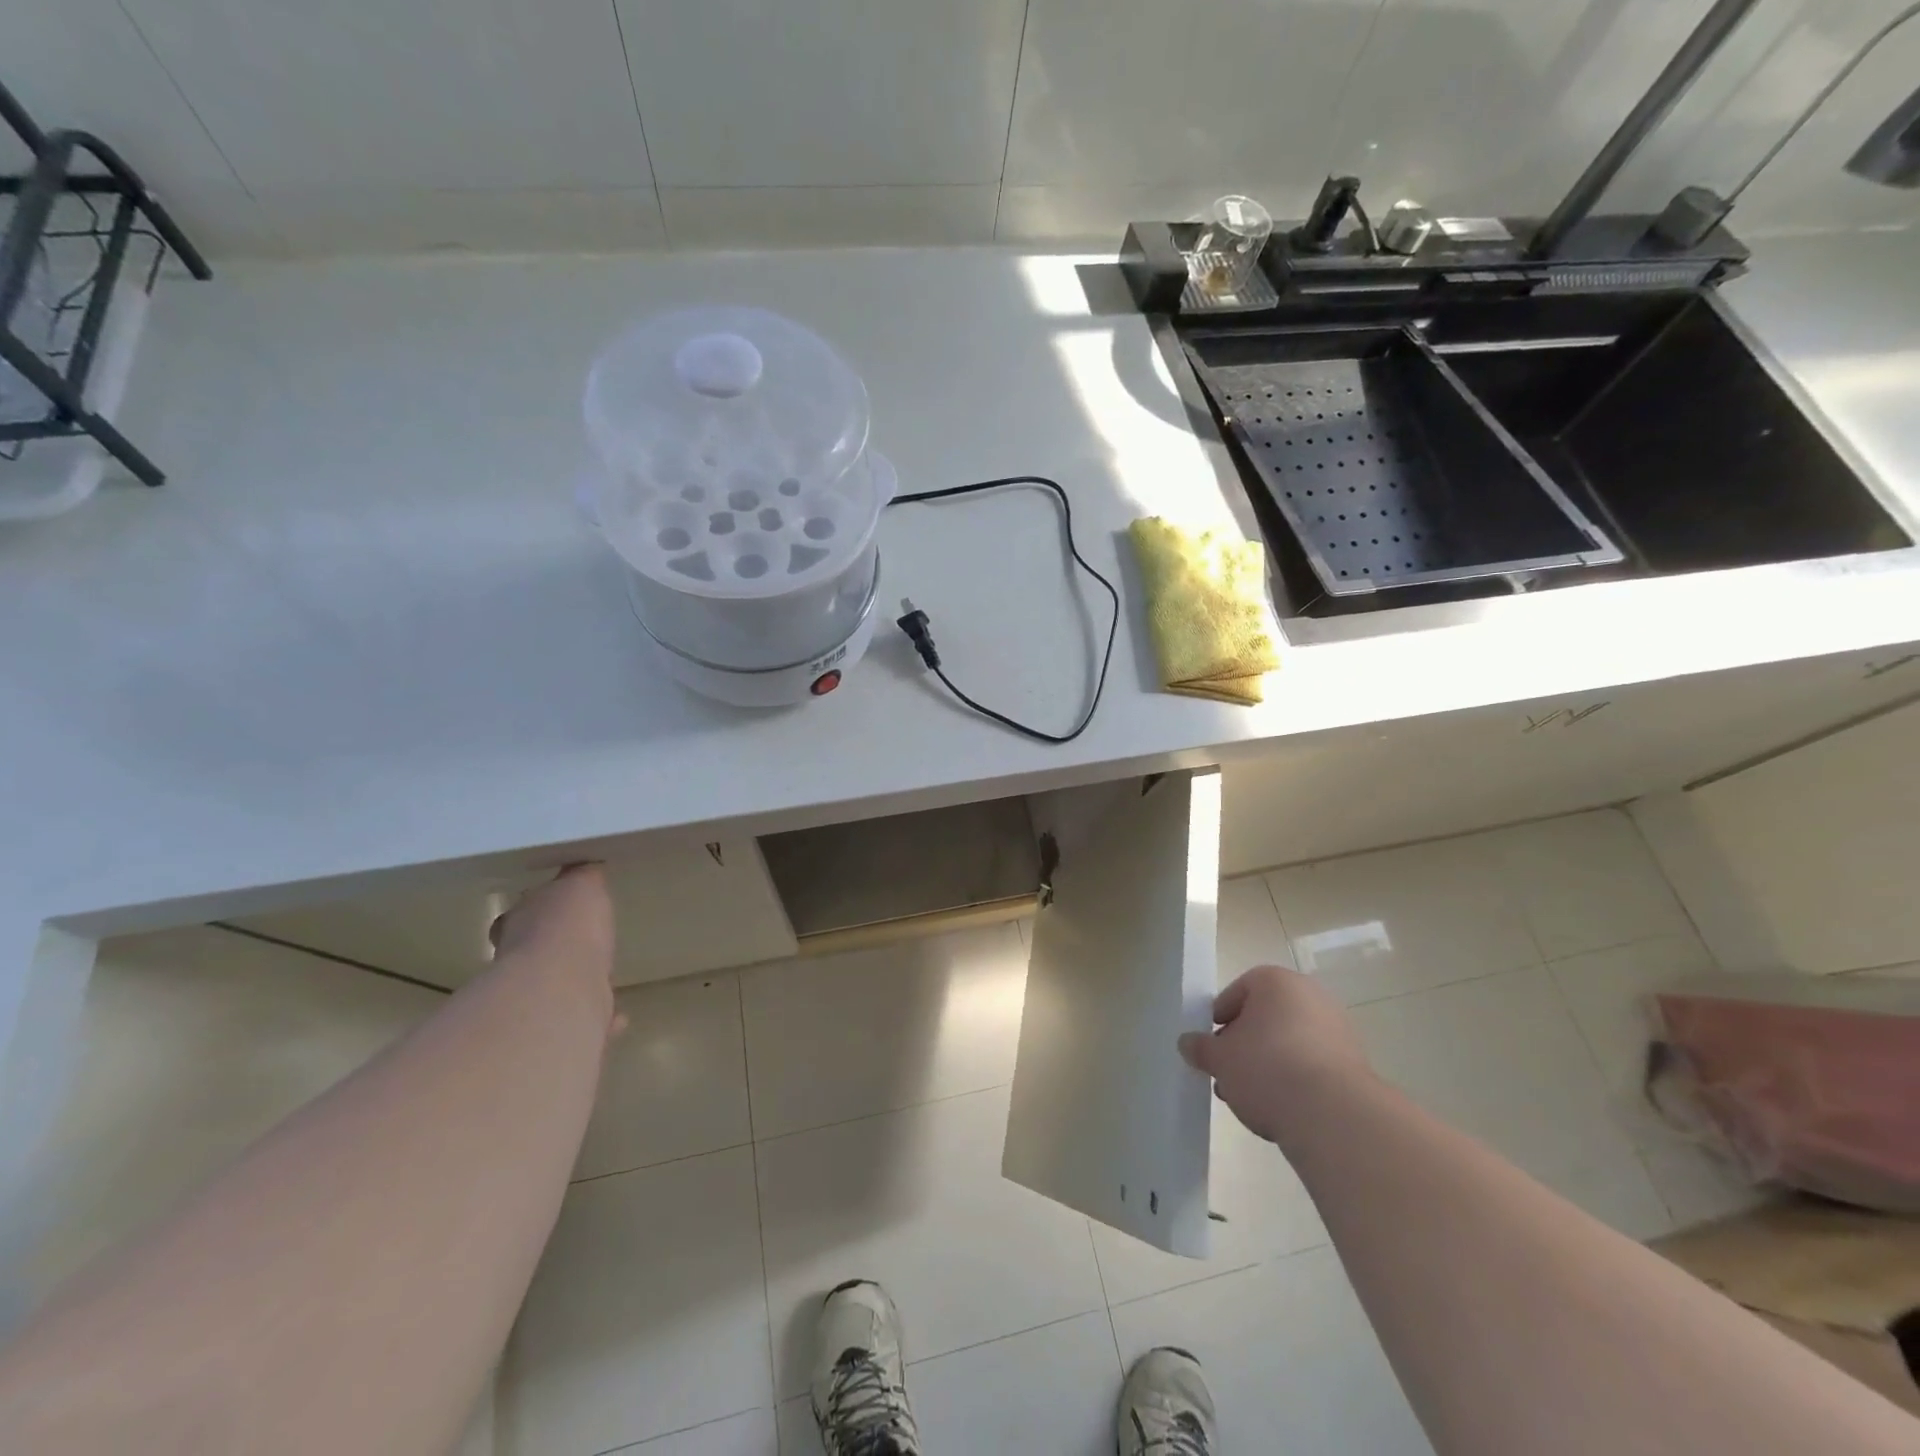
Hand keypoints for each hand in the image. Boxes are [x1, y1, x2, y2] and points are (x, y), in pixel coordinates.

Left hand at [490, 865, 620, 1034]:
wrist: (559, 988)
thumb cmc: (567, 927)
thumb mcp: (582, 884)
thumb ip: (585, 878)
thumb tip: (587, 868)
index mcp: (519, 922)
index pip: (523, 913)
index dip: (543, 912)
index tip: (563, 913)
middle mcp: (516, 960)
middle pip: (537, 952)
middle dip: (559, 951)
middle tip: (588, 949)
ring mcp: (533, 997)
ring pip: (556, 987)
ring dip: (577, 985)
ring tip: (605, 982)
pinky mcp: (556, 1025)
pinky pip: (581, 1018)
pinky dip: (598, 1018)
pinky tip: (617, 1017)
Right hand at [1178, 964, 1371, 1143]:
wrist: (1334, 1115)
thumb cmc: (1267, 1069)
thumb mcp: (1219, 1059)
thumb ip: (1200, 1048)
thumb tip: (1187, 1043)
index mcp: (1275, 981)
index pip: (1236, 992)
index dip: (1219, 1020)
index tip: (1211, 1048)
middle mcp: (1310, 995)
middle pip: (1265, 1018)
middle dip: (1244, 1046)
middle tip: (1228, 1075)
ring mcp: (1337, 1029)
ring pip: (1289, 1044)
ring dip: (1268, 1066)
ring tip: (1251, 1100)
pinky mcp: (1355, 1063)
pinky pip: (1312, 1065)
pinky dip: (1296, 1080)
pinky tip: (1282, 1108)